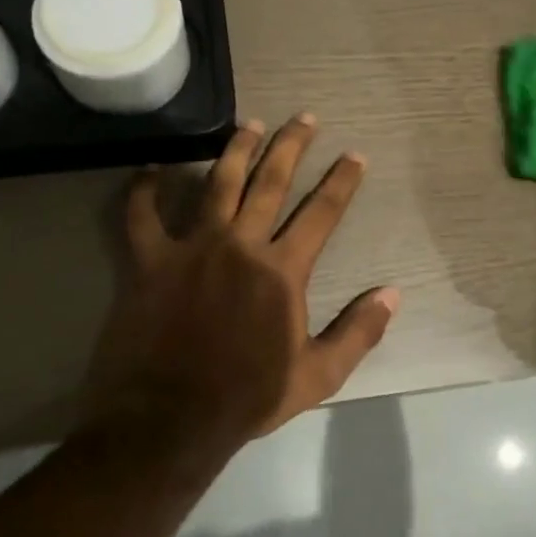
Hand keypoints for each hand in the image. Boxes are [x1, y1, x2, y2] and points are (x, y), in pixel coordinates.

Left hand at [82, 114, 398, 464]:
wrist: (169, 419)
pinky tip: (151, 168)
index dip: (342, 181)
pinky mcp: (149, 261)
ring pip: (217, 183)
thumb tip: (393, 294)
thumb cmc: (247, 397)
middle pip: (271, 182)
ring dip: (236, 149)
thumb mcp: (318, 375)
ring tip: (251, 123)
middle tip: (305, 118)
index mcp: (282, 270)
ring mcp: (192, 248)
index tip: (355, 155)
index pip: (322, 213)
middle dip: (292, 146)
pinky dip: (144, 190)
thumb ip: (358, 331)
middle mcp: (241, 245)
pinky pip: (142, 216)